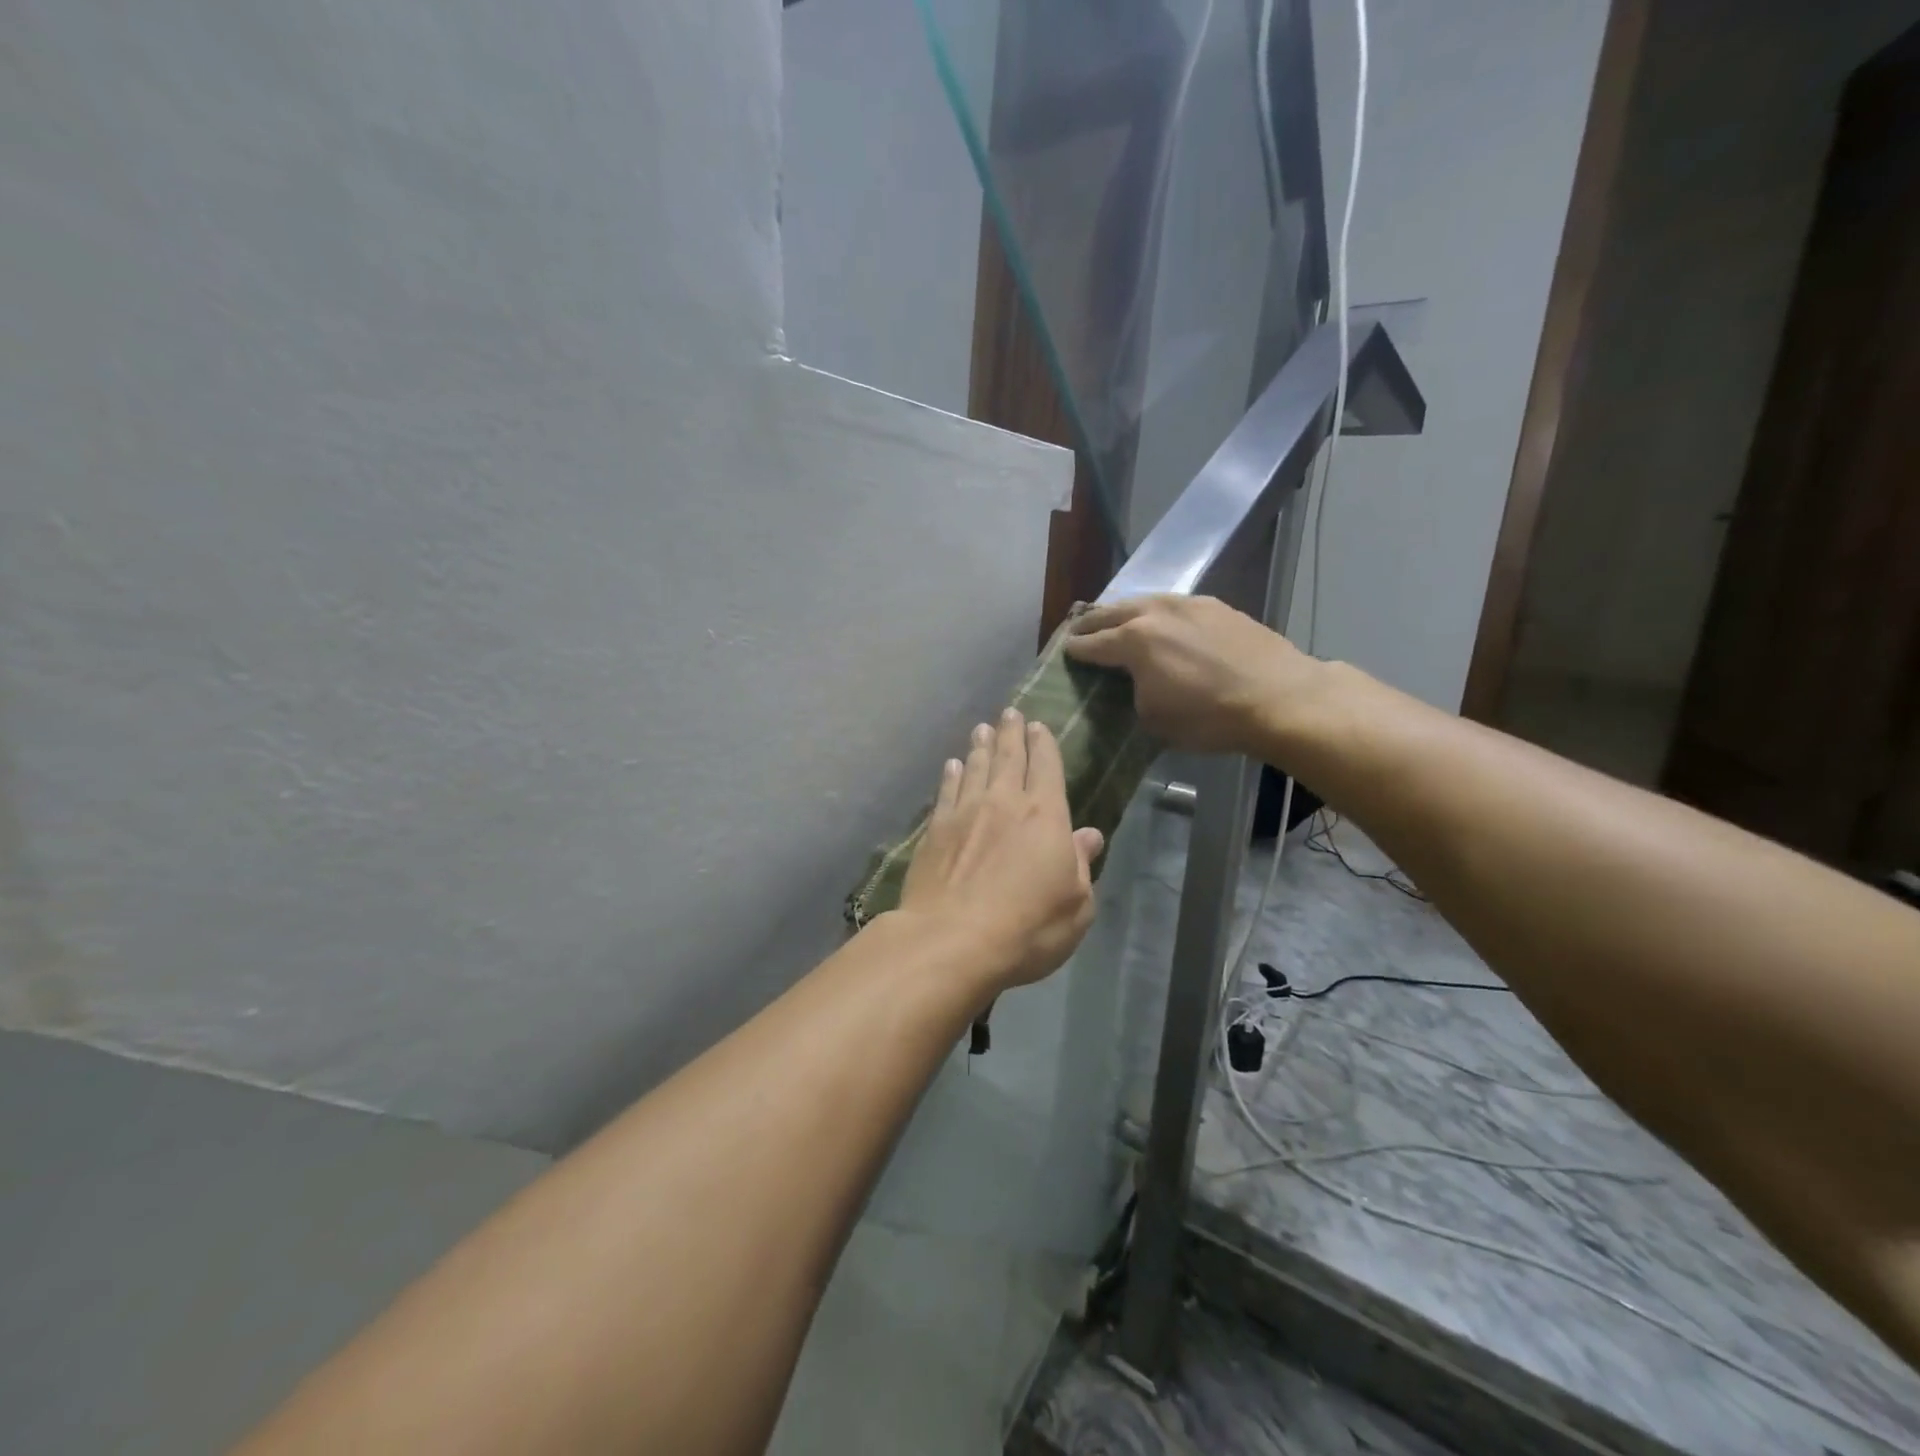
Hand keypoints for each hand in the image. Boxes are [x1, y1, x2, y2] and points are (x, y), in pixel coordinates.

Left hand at [897, 708, 1105, 992]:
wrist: (952, 940)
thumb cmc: (1028, 927)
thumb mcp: (1076, 906)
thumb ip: (1081, 865)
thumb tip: (1089, 835)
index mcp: (1045, 816)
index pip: (1046, 767)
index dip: (1043, 744)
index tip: (1038, 725)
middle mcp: (1004, 802)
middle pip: (1008, 757)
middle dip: (1011, 733)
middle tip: (1009, 713)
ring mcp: (965, 813)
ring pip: (975, 768)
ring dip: (980, 746)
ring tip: (981, 729)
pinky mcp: (935, 830)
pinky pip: (946, 791)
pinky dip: (951, 775)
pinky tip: (952, 765)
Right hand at [1063, 595, 1320, 754]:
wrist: (1279, 698)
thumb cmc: (1209, 717)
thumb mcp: (1154, 719)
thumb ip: (1133, 692)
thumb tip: (1135, 682)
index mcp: (1133, 640)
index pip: (1092, 644)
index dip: (1075, 650)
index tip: (1065, 652)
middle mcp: (1154, 612)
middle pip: (1111, 613)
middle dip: (1092, 623)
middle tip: (1080, 631)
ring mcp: (1188, 604)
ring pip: (1143, 601)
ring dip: (1124, 612)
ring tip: (1116, 621)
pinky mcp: (1216, 606)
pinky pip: (1173, 605)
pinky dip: (1157, 613)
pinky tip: (1161, 623)